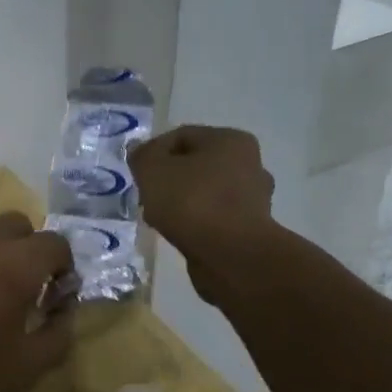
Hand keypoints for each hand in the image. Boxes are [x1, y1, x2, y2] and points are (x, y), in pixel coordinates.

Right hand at [131, 125, 277, 305]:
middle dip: (168, 179)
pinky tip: (177, 233)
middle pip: (195, 164)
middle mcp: (249, 164)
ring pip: (204, 192)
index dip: (153, 152)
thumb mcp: (152, 170)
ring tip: (158, 218)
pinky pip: (213, 217)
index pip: (181, 136)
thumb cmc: (192, 202)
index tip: (137, 174)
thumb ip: (142, 155)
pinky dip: (194, 222)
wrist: (230, 255)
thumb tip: (140, 150)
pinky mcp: (250, 228)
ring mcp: (253, 198)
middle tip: (146, 196)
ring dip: (180, 202)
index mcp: (231, 140)